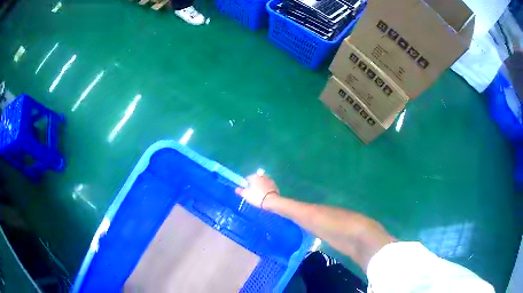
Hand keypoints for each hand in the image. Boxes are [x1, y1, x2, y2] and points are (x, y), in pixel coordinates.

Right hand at [235, 174, 279, 208]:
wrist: (271, 201)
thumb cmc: (256, 196)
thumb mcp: (245, 194)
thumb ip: (240, 191)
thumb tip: (236, 189)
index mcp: (254, 176)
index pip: (247, 178)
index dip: (246, 185)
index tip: (246, 192)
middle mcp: (263, 176)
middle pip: (256, 180)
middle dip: (254, 185)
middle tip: (253, 194)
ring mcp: (270, 180)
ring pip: (263, 183)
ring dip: (261, 187)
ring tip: (260, 196)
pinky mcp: (275, 186)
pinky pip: (268, 187)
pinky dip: (267, 190)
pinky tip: (265, 196)